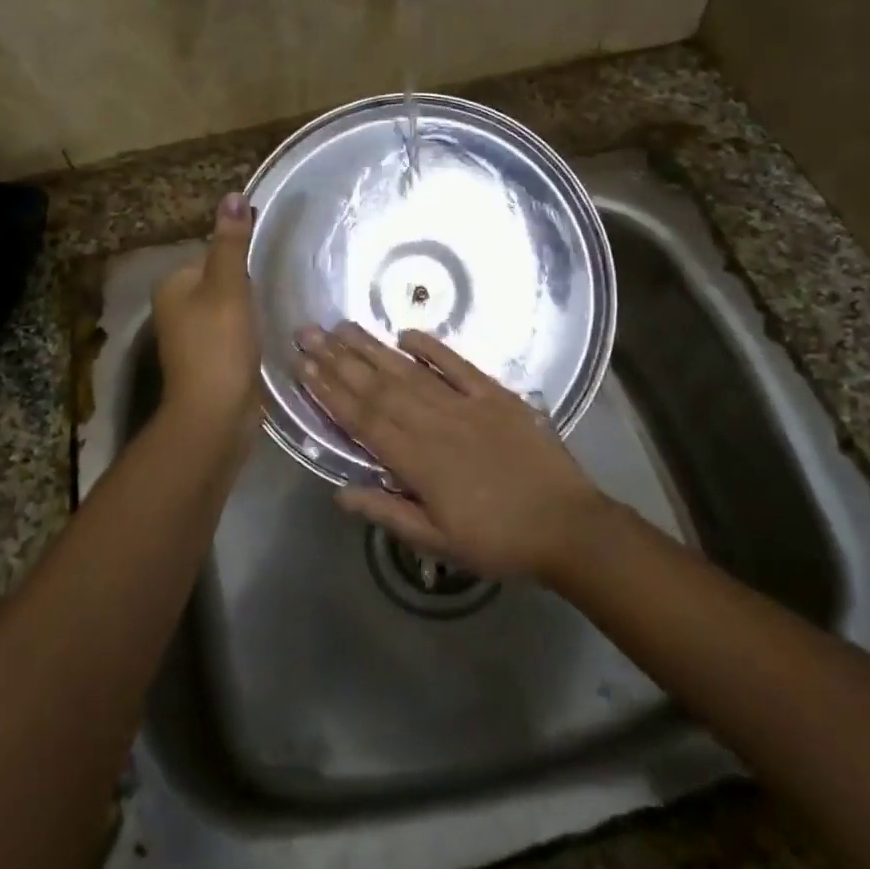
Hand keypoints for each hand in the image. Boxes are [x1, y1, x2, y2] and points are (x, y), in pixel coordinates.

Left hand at [153, 193, 259, 443]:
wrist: (216, 413)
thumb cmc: (219, 344)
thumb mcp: (229, 286)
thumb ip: (232, 243)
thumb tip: (233, 195)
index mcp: (172, 285)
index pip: (211, 253)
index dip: (241, 257)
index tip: (268, 264)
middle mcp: (176, 308)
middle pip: (221, 279)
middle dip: (248, 282)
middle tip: (278, 285)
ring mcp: (192, 336)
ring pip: (229, 306)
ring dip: (251, 306)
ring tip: (278, 307)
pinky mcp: (211, 357)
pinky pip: (234, 330)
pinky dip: (251, 329)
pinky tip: (270, 332)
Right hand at [294, 324, 610, 580]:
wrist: (567, 526)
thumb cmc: (498, 541)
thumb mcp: (438, 541)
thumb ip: (388, 513)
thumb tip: (339, 491)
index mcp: (417, 461)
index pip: (362, 419)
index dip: (329, 391)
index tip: (302, 366)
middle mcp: (435, 424)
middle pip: (378, 387)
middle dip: (339, 359)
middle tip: (308, 332)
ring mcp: (466, 405)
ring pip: (409, 372)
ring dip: (372, 348)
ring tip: (342, 326)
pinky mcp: (496, 396)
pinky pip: (459, 366)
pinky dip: (432, 348)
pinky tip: (406, 333)